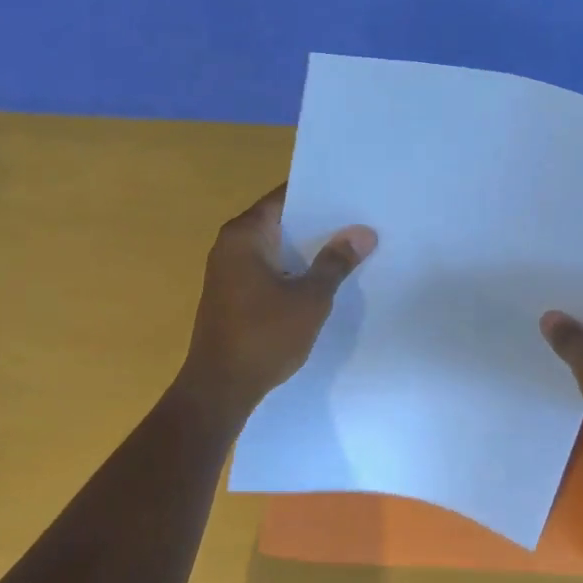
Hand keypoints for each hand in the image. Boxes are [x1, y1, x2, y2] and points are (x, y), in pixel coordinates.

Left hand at [178, 186, 374, 413]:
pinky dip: (294, 269)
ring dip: (308, 249)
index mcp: (244, 235)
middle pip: (281, 221)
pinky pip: (270, 269)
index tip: (352, 193)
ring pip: (277, 248)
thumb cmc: (264, 336)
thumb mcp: (310, 298)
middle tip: (361, 219)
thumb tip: (363, 232)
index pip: (285, 197)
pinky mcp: (234, 295)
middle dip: (319, 223)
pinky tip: (324, 278)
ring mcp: (229, 272)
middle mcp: (231, 245)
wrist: (220, 389)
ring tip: (352, 246)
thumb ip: (336, 262)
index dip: (319, 194)